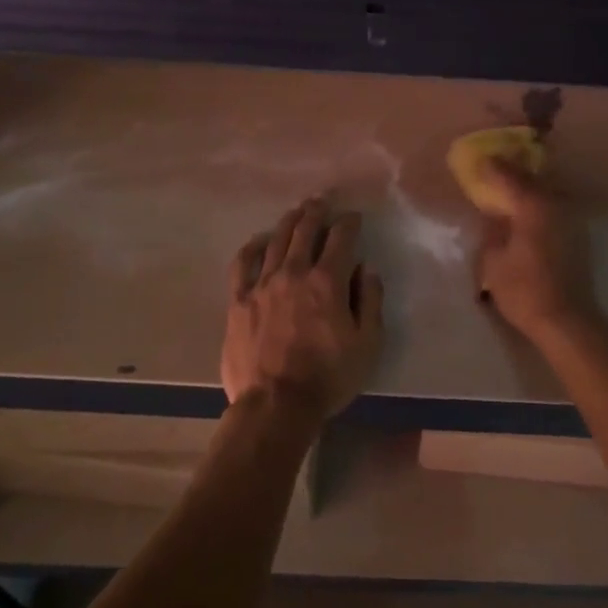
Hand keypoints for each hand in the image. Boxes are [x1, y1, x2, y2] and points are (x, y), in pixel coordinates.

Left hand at [223, 199, 383, 423]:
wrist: (275, 406)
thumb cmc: (329, 377)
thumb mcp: (367, 344)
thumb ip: (369, 301)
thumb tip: (365, 270)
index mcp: (327, 281)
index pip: (341, 238)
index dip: (349, 223)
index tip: (354, 217)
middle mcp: (293, 272)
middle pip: (305, 230)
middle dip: (317, 212)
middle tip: (322, 201)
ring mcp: (261, 284)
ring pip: (276, 240)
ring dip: (289, 222)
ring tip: (297, 212)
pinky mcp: (238, 301)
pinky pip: (243, 264)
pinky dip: (253, 247)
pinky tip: (260, 241)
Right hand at [474, 161, 599, 340]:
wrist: (567, 320)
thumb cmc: (524, 290)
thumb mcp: (493, 261)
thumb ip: (492, 231)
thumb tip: (494, 215)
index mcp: (533, 205)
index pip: (509, 176)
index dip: (492, 167)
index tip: (478, 160)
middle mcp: (555, 204)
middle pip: (531, 180)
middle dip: (512, 173)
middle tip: (493, 170)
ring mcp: (571, 218)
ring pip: (545, 193)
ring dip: (528, 189)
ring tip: (508, 191)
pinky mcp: (578, 235)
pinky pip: (553, 209)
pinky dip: (538, 205)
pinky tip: (526, 214)